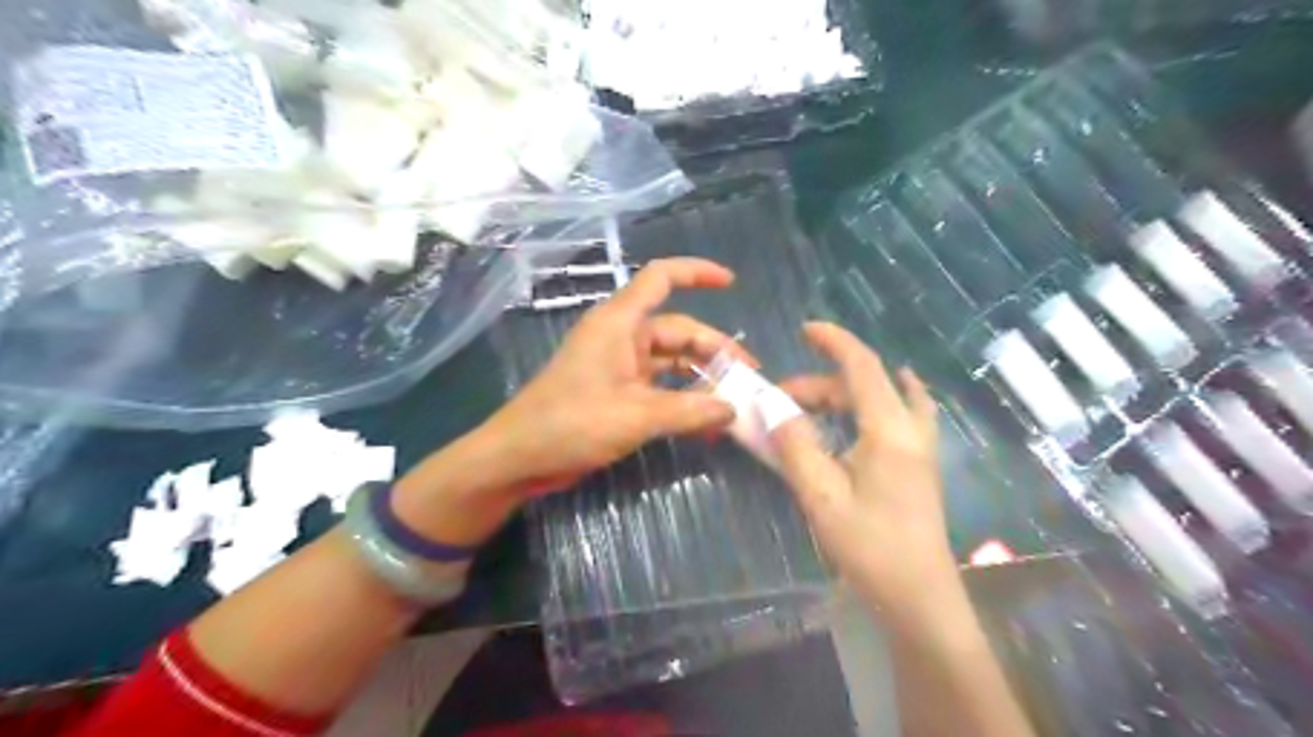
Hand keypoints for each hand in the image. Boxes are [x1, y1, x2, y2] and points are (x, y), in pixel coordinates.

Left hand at [481, 259, 749, 501]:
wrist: (519, 458)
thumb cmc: (571, 424)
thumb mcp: (636, 416)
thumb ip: (689, 411)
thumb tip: (733, 410)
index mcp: (620, 324)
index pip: (661, 278)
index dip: (696, 272)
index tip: (731, 282)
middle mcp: (621, 337)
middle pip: (678, 331)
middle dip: (714, 351)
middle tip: (749, 380)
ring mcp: (618, 366)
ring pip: (671, 361)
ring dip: (700, 378)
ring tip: (733, 401)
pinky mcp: (616, 392)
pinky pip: (659, 386)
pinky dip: (682, 398)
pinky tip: (705, 419)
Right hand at [773, 323, 955, 616]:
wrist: (919, 598)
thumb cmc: (870, 546)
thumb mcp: (821, 496)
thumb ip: (796, 446)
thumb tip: (773, 409)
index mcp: (888, 430)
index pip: (862, 367)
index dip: (834, 342)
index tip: (805, 329)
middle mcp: (910, 430)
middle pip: (866, 386)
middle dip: (821, 384)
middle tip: (780, 402)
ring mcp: (921, 449)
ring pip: (884, 400)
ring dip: (845, 396)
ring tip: (808, 408)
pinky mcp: (920, 467)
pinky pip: (904, 416)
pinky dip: (883, 402)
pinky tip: (869, 410)